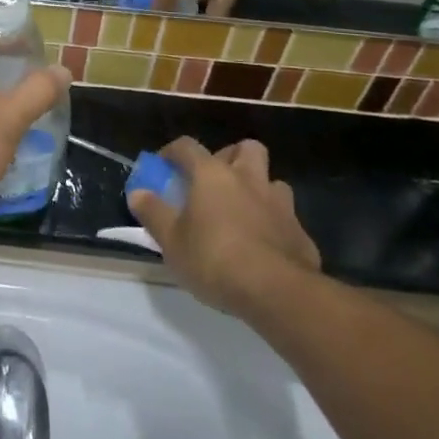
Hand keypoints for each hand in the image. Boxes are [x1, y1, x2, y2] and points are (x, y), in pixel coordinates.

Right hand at [129, 139, 319, 316]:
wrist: (276, 292)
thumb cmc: (214, 258)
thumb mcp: (171, 241)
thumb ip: (153, 213)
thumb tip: (138, 192)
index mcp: (212, 174)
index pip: (188, 146)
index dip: (173, 152)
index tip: (164, 165)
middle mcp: (248, 179)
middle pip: (246, 148)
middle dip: (232, 157)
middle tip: (217, 180)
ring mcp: (280, 205)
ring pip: (272, 182)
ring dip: (259, 190)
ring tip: (244, 213)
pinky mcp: (300, 233)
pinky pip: (287, 219)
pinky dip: (275, 225)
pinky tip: (265, 247)